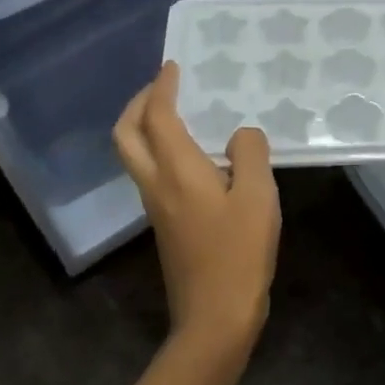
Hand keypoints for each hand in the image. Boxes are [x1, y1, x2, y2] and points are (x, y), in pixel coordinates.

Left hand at [113, 62, 280, 357]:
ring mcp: (156, 206)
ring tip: (178, 111)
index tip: (174, 66)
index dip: (162, 87)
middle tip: (162, 86)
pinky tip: (196, 152)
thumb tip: (239, 135)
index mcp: (177, 170)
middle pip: (126, 135)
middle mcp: (156, 183)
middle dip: (137, 104)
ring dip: (145, 125)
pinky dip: (160, 148)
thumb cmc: (238, 253)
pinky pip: (151, 171)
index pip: (157, 116)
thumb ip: (250, 154)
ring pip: (134, 154)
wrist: (214, 318)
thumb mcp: (258, 197)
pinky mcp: (165, 223)